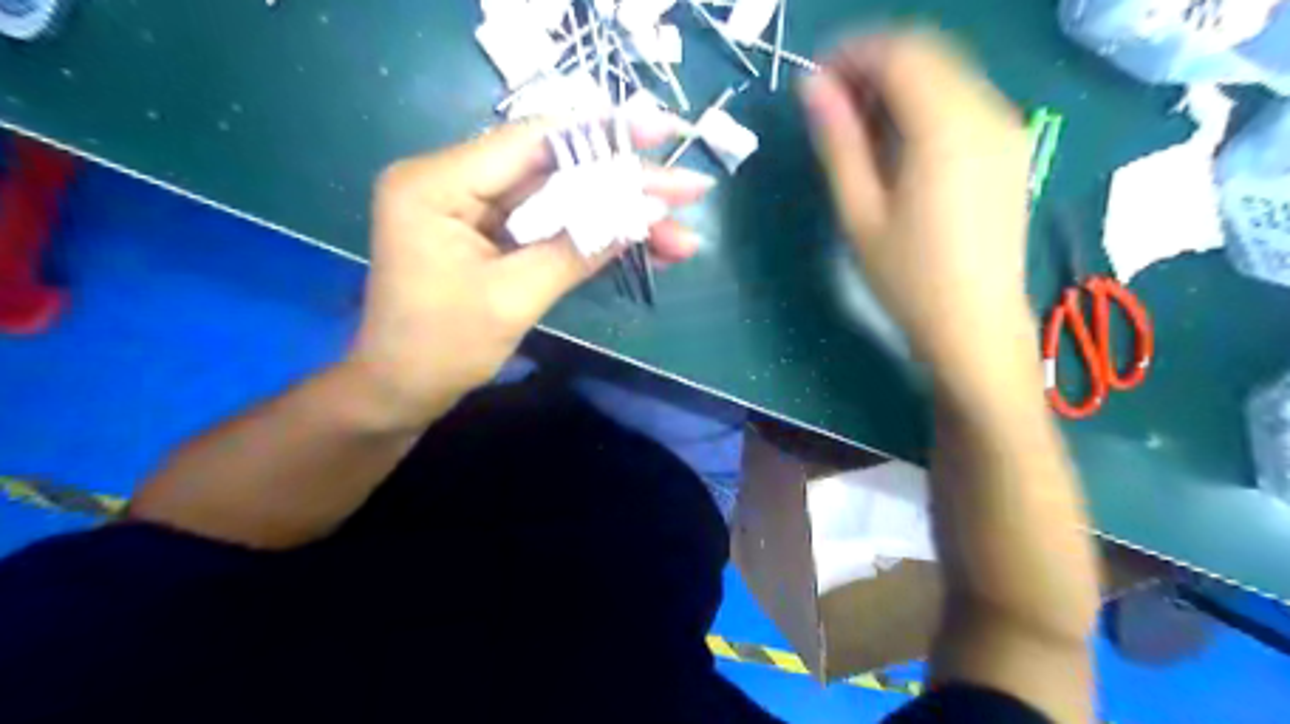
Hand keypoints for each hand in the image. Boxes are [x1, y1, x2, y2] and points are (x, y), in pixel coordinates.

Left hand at [347, 116, 710, 427]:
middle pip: (556, 172)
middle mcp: (454, 181)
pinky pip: (551, 227)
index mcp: (438, 183)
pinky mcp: (490, 235)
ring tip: (680, 237)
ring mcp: (475, 209)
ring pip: (562, 202)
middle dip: (626, 186)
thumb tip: (642, 216)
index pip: (532, 142)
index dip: (603, 136)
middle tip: (689, 191)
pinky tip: (644, 247)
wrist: (401, 392)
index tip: (662, 133)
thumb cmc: (441, 349)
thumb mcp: (512, 298)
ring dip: (620, 219)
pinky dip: (595, 238)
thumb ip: (576, 250)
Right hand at [803, 30, 1034, 366]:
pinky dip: (926, 101)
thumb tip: (813, 87)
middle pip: (928, 52)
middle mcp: (987, 111)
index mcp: (946, 127)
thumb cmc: (908, 277)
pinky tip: (899, 140)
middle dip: (874, 64)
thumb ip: (839, 142)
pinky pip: (964, 99)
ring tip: (859, 126)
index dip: (852, 53)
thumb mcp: (860, 212)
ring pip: (948, 72)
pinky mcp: (1010, 148)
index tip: (815, 80)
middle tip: (832, 105)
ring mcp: (1006, 128)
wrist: (974, 324)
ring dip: (899, 82)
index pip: (900, 53)